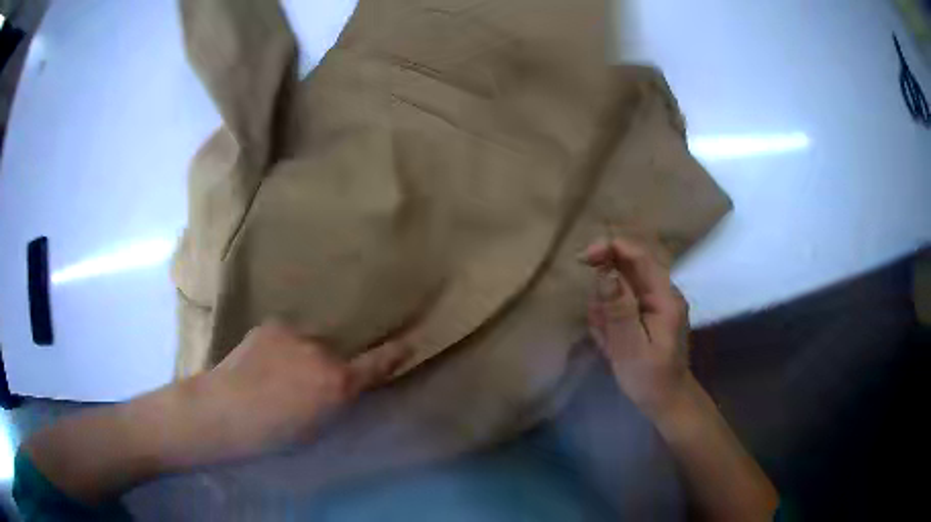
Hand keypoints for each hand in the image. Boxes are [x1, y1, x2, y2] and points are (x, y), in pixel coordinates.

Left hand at [197, 320, 410, 459]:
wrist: (224, 410)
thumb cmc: (273, 435)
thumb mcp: (315, 429)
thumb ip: (334, 404)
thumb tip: (338, 389)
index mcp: (336, 383)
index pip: (375, 366)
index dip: (393, 355)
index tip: (409, 343)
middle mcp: (321, 352)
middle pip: (333, 357)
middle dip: (324, 370)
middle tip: (301, 389)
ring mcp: (294, 334)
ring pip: (307, 346)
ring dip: (299, 358)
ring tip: (273, 376)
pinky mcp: (271, 325)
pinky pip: (284, 338)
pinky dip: (279, 349)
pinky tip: (259, 365)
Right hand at [582, 237, 690, 416]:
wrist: (667, 401)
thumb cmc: (651, 379)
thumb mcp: (630, 347)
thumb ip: (619, 310)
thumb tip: (605, 272)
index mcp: (665, 297)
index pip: (639, 255)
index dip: (610, 248)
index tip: (583, 259)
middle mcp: (663, 292)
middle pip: (626, 269)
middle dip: (605, 293)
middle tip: (600, 325)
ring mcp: (655, 302)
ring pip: (619, 287)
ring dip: (605, 310)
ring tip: (608, 341)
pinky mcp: (647, 313)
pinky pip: (620, 303)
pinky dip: (609, 319)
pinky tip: (611, 342)